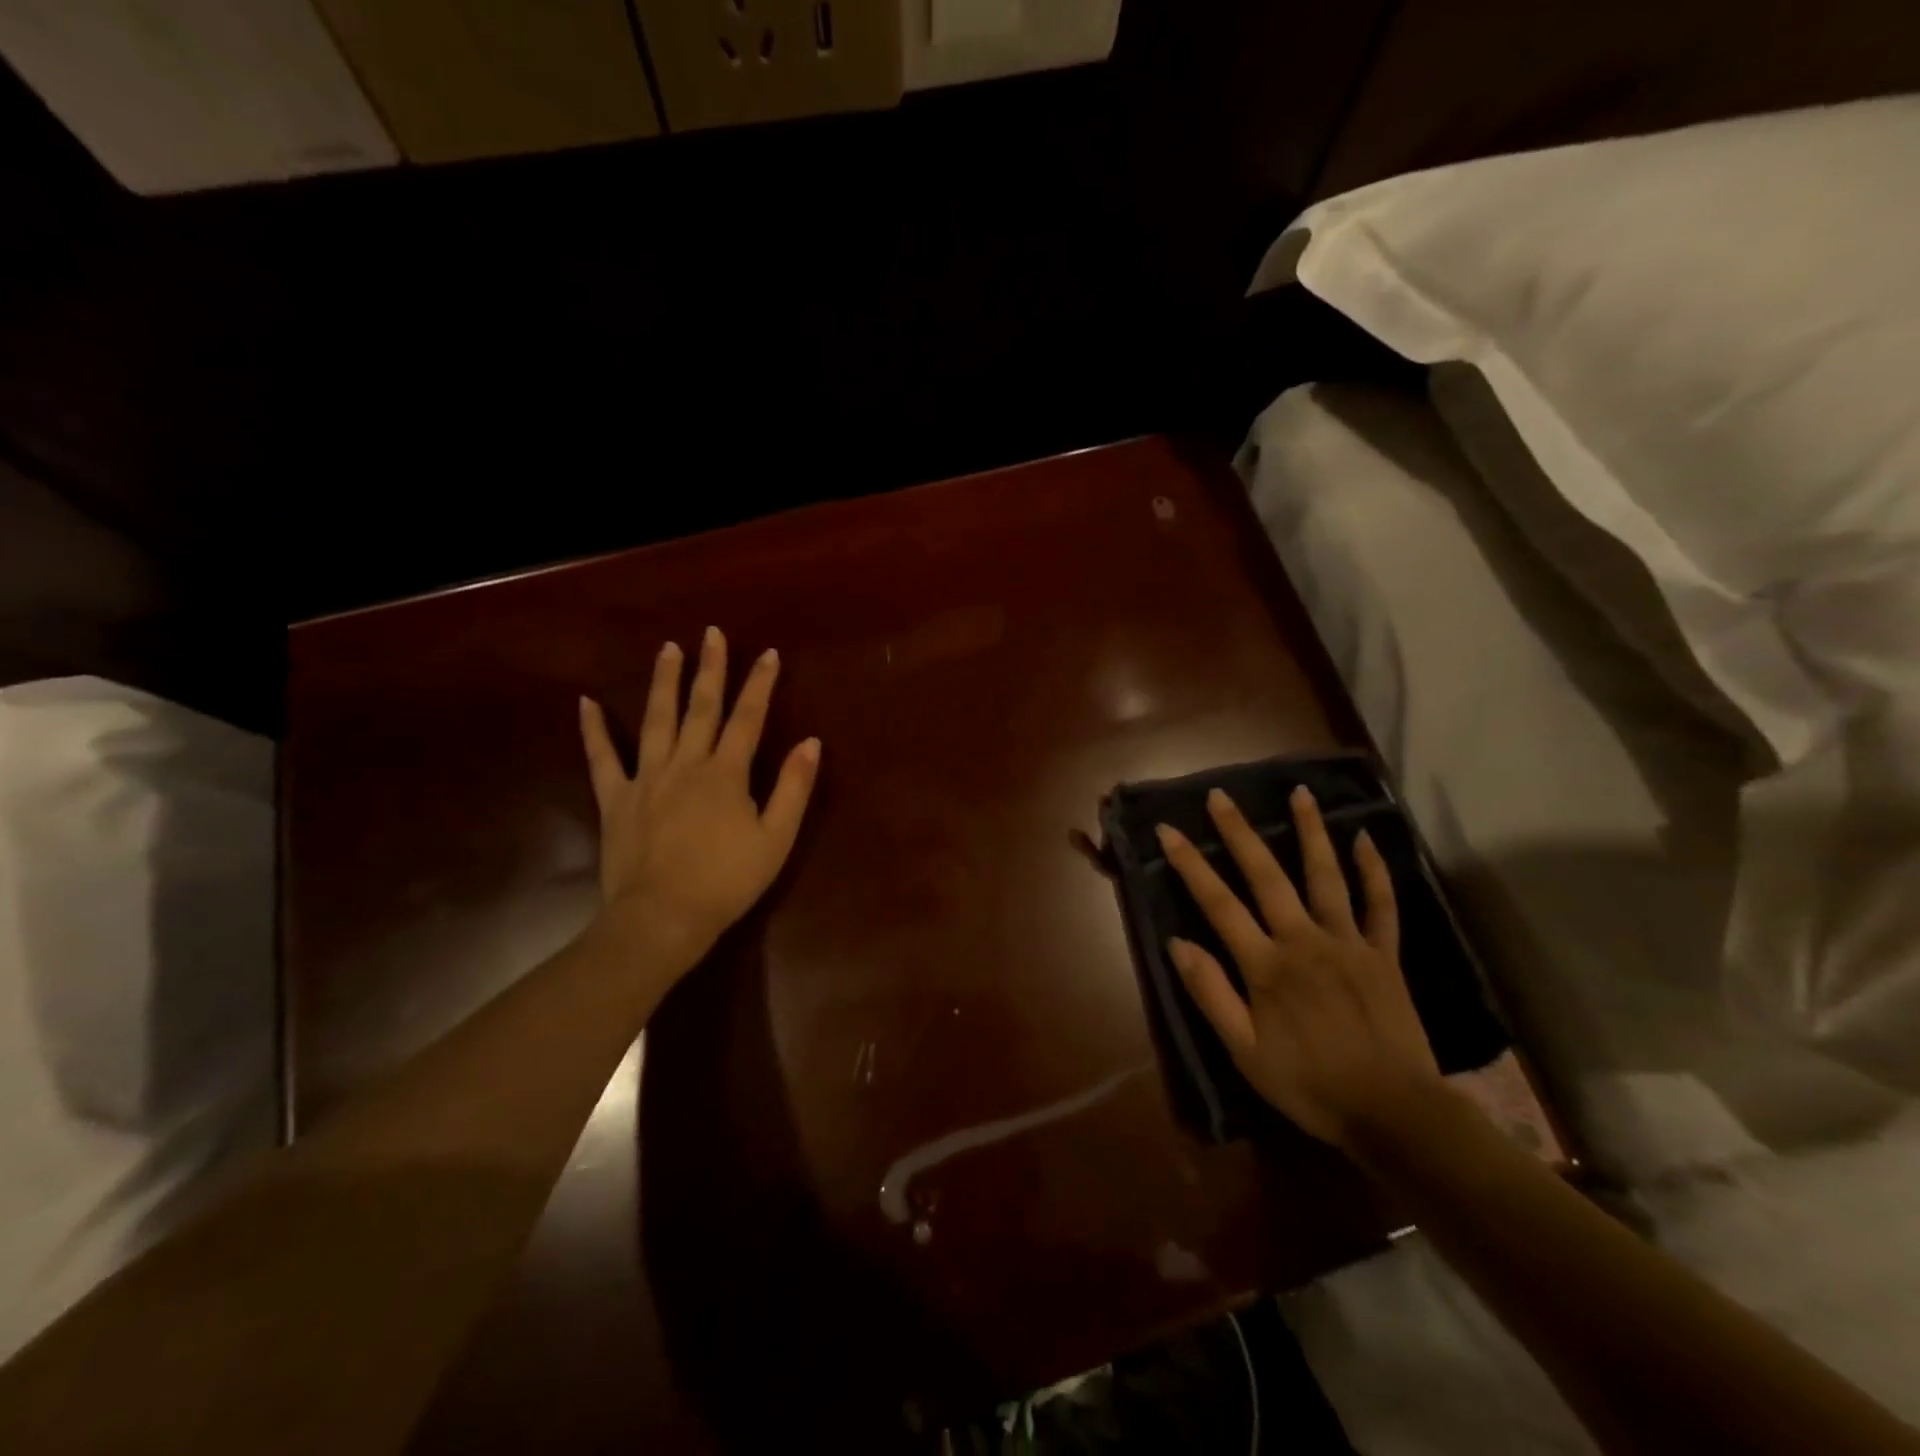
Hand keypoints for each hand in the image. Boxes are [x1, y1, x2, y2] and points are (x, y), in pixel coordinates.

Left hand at [579, 627, 820, 973]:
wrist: (662, 918)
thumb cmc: (727, 881)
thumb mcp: (776, 839)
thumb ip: (794, 788)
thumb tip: (810, 742)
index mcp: (726, 773)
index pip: (748, 718)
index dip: (759, 684)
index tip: (767, 653)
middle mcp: (686, 764)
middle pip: (701, 708)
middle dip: (710, 668)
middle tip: (711, 634)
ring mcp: (646, 778)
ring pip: (656, 720)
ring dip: (663, 682)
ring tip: (667, 648)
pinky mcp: (616, 799)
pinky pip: (602, 758)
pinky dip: (593, 730)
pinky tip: (586, 702)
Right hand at [1157, 785, 1439, 1148]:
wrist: (1394, 1114)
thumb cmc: (1310, 1085)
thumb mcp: (1245, 1051)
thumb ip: (1211, 994)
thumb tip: (1177, 943)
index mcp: (1266, 965)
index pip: (1218, 903)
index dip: (1190, 864)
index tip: (1169, 830)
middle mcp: (1304, 940)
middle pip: (1267, 876)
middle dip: (1240, 833)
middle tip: (1221, 796)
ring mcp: (1348, 942)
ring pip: (1326, 876)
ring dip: (1311, 832)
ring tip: (1300, 793)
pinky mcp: (1384, 954)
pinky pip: (1381, 905)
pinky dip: (1374, 870)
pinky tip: (1365, 838)